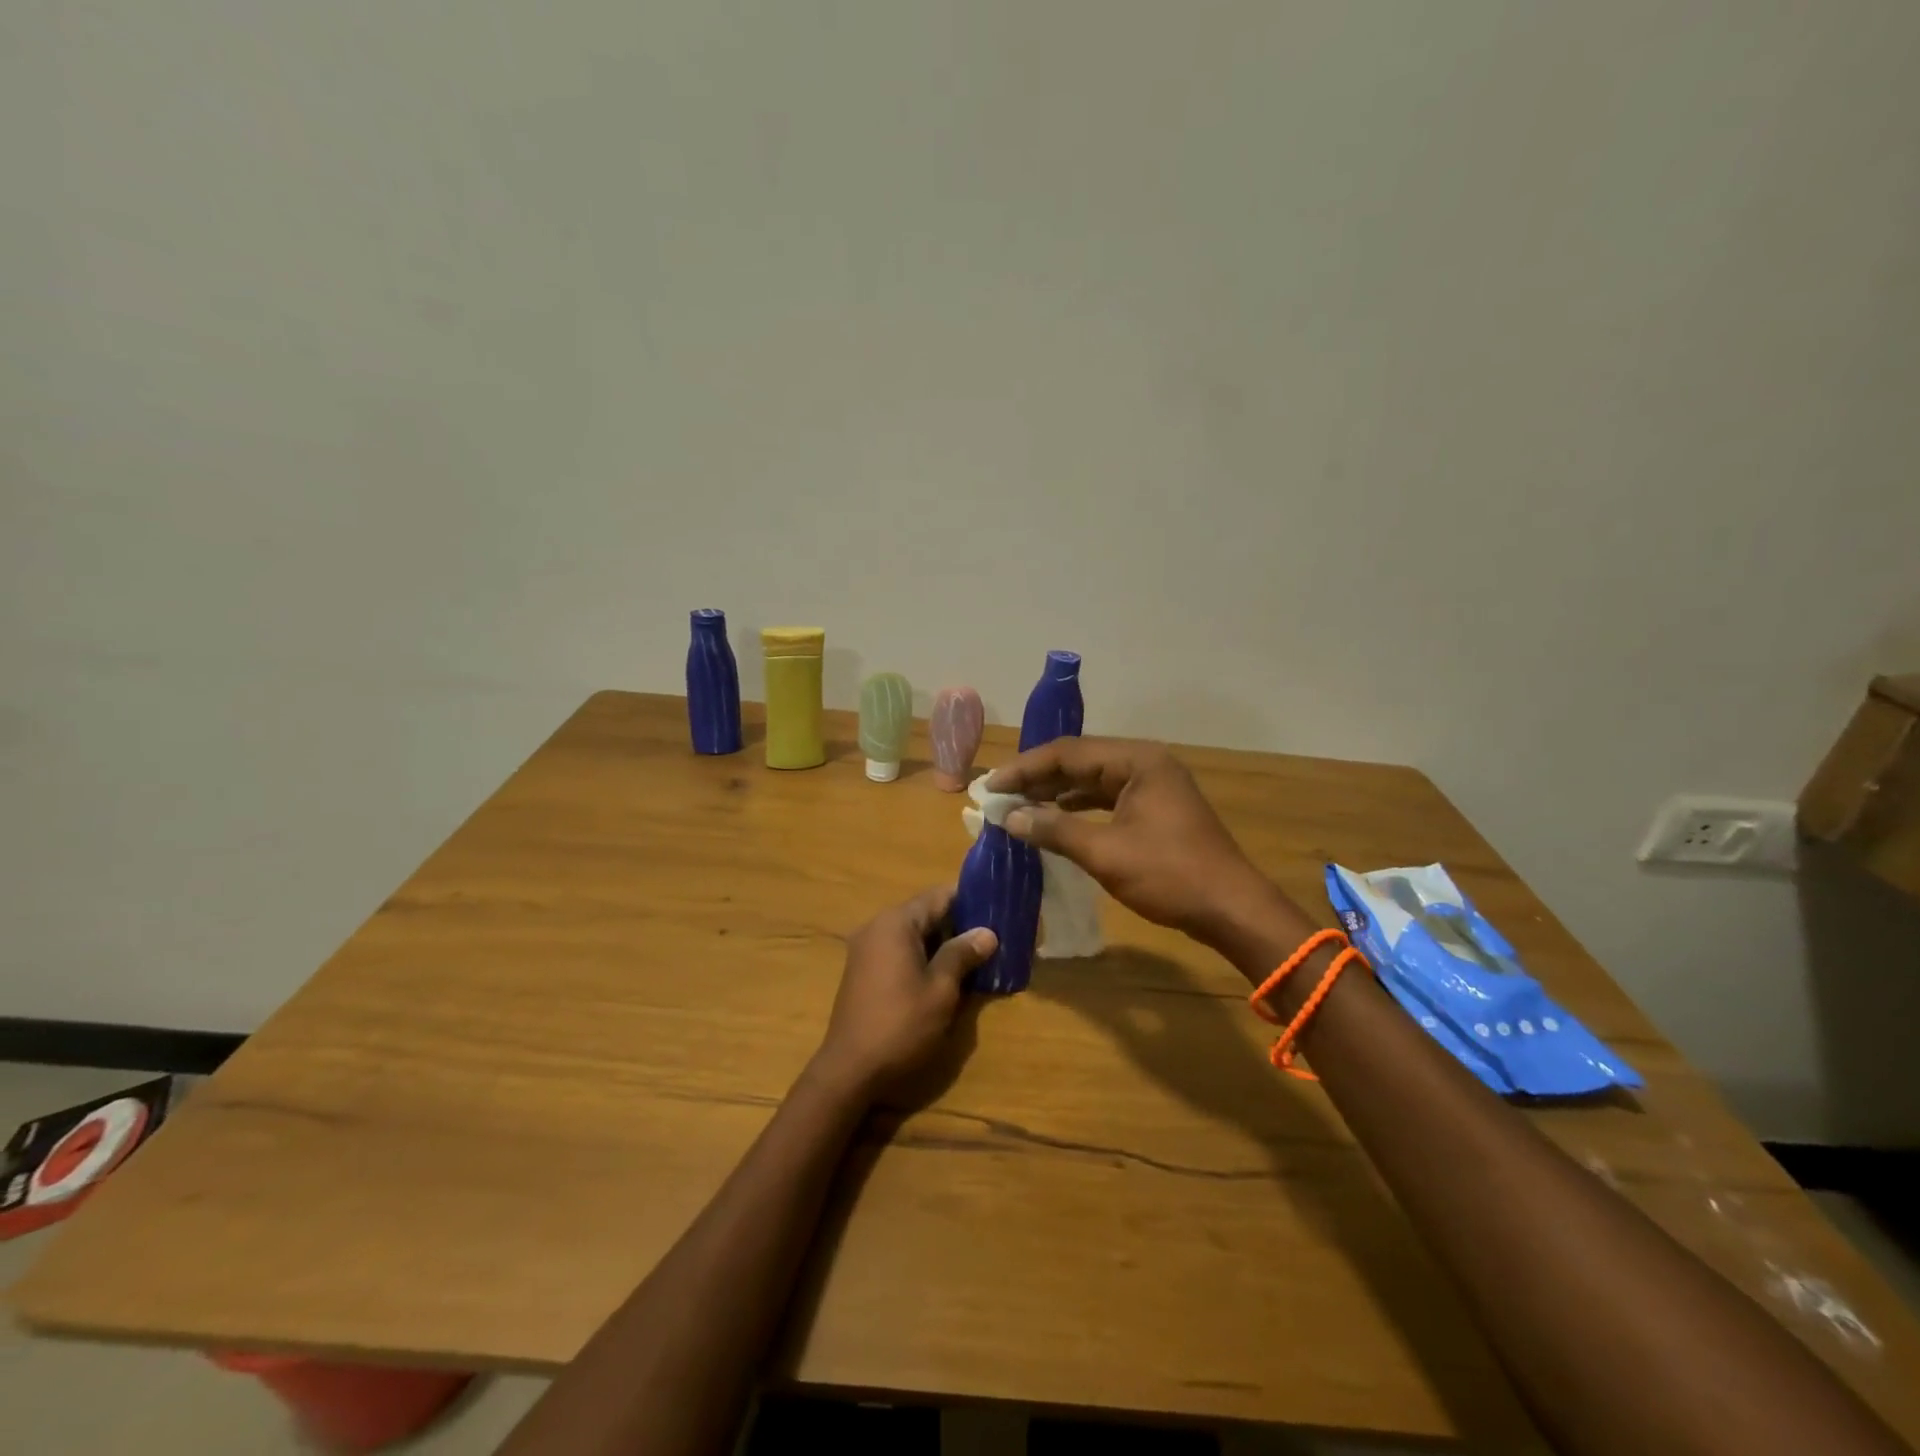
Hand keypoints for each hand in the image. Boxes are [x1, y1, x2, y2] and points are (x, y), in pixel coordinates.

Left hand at [815, 887, 997, 1097]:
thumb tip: (987, 932)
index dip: (970, 899)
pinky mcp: (863, 971)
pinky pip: (899, 952)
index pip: (939, 896)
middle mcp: (877, 927)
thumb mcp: (941, 989)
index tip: (997, 907)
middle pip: (925, 913)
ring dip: (942, 943)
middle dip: (958, 924)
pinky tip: (946, 975)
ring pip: (913, 935)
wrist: (850, 1070)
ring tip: (977, 957)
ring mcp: (866, 949)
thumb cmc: (901, 1024)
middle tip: (993, 936)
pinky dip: (923, 957)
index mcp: (896, 923)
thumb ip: (962, 954)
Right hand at [987, 738, 1287, 947]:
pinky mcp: (1155, 809)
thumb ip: (1055, 830)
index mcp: (1137, 761)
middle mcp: (1145, 763)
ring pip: (1092, 780)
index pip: (1068, 753)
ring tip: (1017, 807)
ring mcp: (1152, 786)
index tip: (990, 787)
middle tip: (998, 796)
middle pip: (1079, 761)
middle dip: (1037, 779)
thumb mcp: (1105, 853)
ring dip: (1055, 793)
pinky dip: (1077, 808)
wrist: (1232, 909)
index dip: (1025, 769)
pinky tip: (1053, 820)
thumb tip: (1009, 818)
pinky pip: (1106, 798)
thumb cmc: (1170, 876)